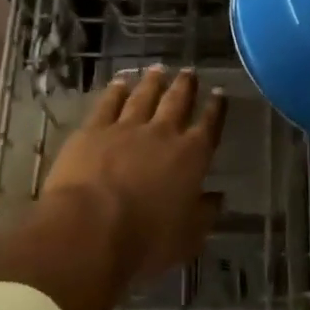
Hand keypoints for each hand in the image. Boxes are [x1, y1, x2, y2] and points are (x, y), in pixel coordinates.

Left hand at [41, 66, 227, 283]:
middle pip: (177, 102)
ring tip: (158, 69)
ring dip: (153, 82)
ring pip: (143, 96)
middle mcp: (162, 134)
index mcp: (191, 157)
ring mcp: (125, 128)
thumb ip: (204, 214)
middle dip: (186, 86)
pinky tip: (120, 82)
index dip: (215, 110)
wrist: (89, 228)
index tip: (219, 93)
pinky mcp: (93, 130)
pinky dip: (116, 90)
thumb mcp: (187, 238)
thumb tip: (217, 197)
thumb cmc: (145, 241)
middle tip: (190, 71)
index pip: (208, 126)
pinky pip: (108, 103)